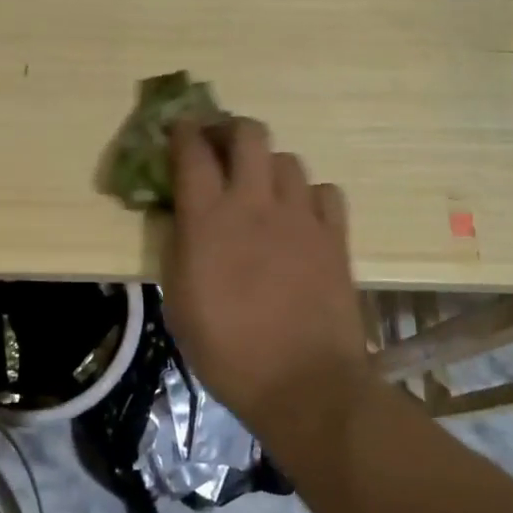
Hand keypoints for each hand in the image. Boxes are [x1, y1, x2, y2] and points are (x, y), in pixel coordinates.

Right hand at [160, 118, 368, 433]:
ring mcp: (300, 216)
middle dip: (231, 129)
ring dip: (269, 165)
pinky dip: (309, 195)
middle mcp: (254, 204)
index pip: (192, 153)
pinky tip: (301, 216)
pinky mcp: (334, 235)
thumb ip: (178, 249)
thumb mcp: (179, 303)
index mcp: (208, 220)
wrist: (303, 384)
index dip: (183, 132)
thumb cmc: (228, 351)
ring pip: (288, 159)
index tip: (179, 127)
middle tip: (222, 146)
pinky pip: (324, 192)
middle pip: (248, 134)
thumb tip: (183, 220)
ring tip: (262, 187)